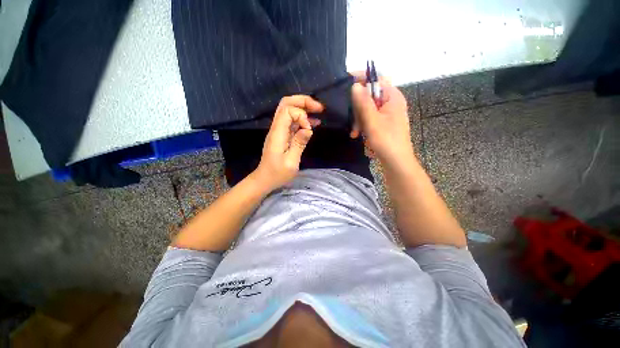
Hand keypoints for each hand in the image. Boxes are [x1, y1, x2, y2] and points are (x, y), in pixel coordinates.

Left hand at [252, 95, 323, 191]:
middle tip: (319, 107)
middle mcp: (277, 128)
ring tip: (319, 112)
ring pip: (289, 110)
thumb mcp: (291, 162)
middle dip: (303, 102)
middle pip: (286, 104)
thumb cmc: (277, 174)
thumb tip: (308, 129)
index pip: (287, 111)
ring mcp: (279, 131)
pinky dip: (303, 119)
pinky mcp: (282, 135)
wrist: (265, 179)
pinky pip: (292, 122)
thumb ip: (299, 144)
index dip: (301, 115)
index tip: (309, 129)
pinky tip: (313, 123)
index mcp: (277, 133)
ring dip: (304, 108)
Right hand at [349, 74, 414, 169]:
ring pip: (368, 109)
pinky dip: (363, 125)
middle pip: (370, 96)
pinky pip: (371, 118)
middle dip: (358, 108)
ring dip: (359, 119)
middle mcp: (392, 102)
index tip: (346, 82)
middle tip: (350, 120)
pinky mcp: (385, 123)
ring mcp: (388, 114)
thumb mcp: (372, 121)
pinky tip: (358, 135)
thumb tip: (355, 85)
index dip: (361, 78)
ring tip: (354, 133)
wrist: (396, 162)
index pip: (377, 79)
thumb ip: (363, 102)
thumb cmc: (386, 141)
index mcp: (393, 97)